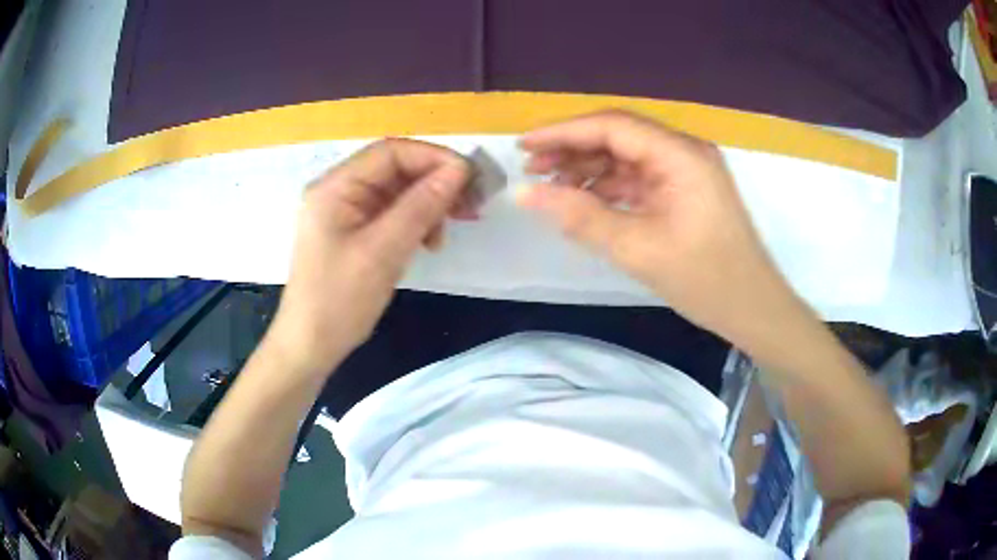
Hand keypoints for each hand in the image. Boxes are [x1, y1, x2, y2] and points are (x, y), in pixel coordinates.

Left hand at [269, 139, 469, 375]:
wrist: (310, 346)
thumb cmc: (339, 300)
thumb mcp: (383, 251)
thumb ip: (421, 206)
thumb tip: (459, 170)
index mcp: (335, 186)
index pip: (391, 152)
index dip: (433, 158)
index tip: (470, 178)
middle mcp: (339, 191)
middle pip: (395, 170)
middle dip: (435, 183)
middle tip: (471, 204)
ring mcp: (345, 213)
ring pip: (396, 193)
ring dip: (428, 205)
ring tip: (449, 229)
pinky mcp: (353, 233)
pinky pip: (390, 215)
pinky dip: (414, 223)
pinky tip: (429, 242)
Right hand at [518, 110, 800, 346]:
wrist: (752, 309)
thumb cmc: (705, 281)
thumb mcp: (638, 249)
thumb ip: (580, 217)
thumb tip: (524, 193)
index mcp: (680, 155)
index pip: (612, 126)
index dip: (563, 132)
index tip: (522, 146)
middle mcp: (684, 151)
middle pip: (619, 136)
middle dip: (573, 149)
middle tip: (532, 169)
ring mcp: (686, 170)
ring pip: (627, 156)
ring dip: (589, 168)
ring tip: (551, 187)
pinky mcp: (684, 190)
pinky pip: (639, 178)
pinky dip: (609, 187)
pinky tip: (583, 200)